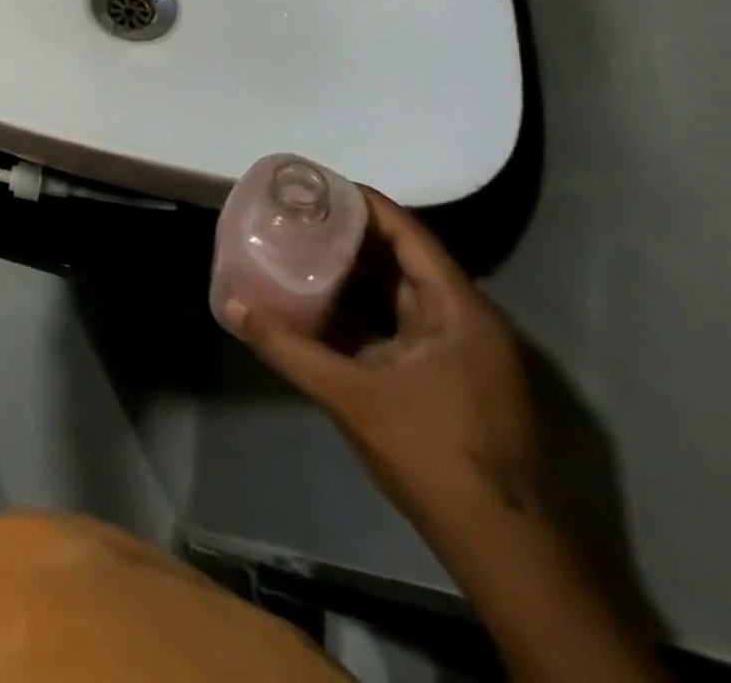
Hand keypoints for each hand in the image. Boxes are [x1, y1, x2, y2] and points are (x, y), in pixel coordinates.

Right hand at [224, 187, 542, 526]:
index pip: (409, 233)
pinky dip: (362, 308)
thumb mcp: (348, 394)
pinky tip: (320, 304)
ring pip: (400, 292)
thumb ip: (285, 345)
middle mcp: (465, 320)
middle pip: (403, 257)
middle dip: (349, 234)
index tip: (313, 184)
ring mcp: (460, 351)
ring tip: (299, 249)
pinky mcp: (450, 377)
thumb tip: (229, 303)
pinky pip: (400, 323)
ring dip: (353, 272)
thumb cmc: (432, 453)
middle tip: (294, 215)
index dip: (362, 203)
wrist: (501, 546)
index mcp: (457, 311)